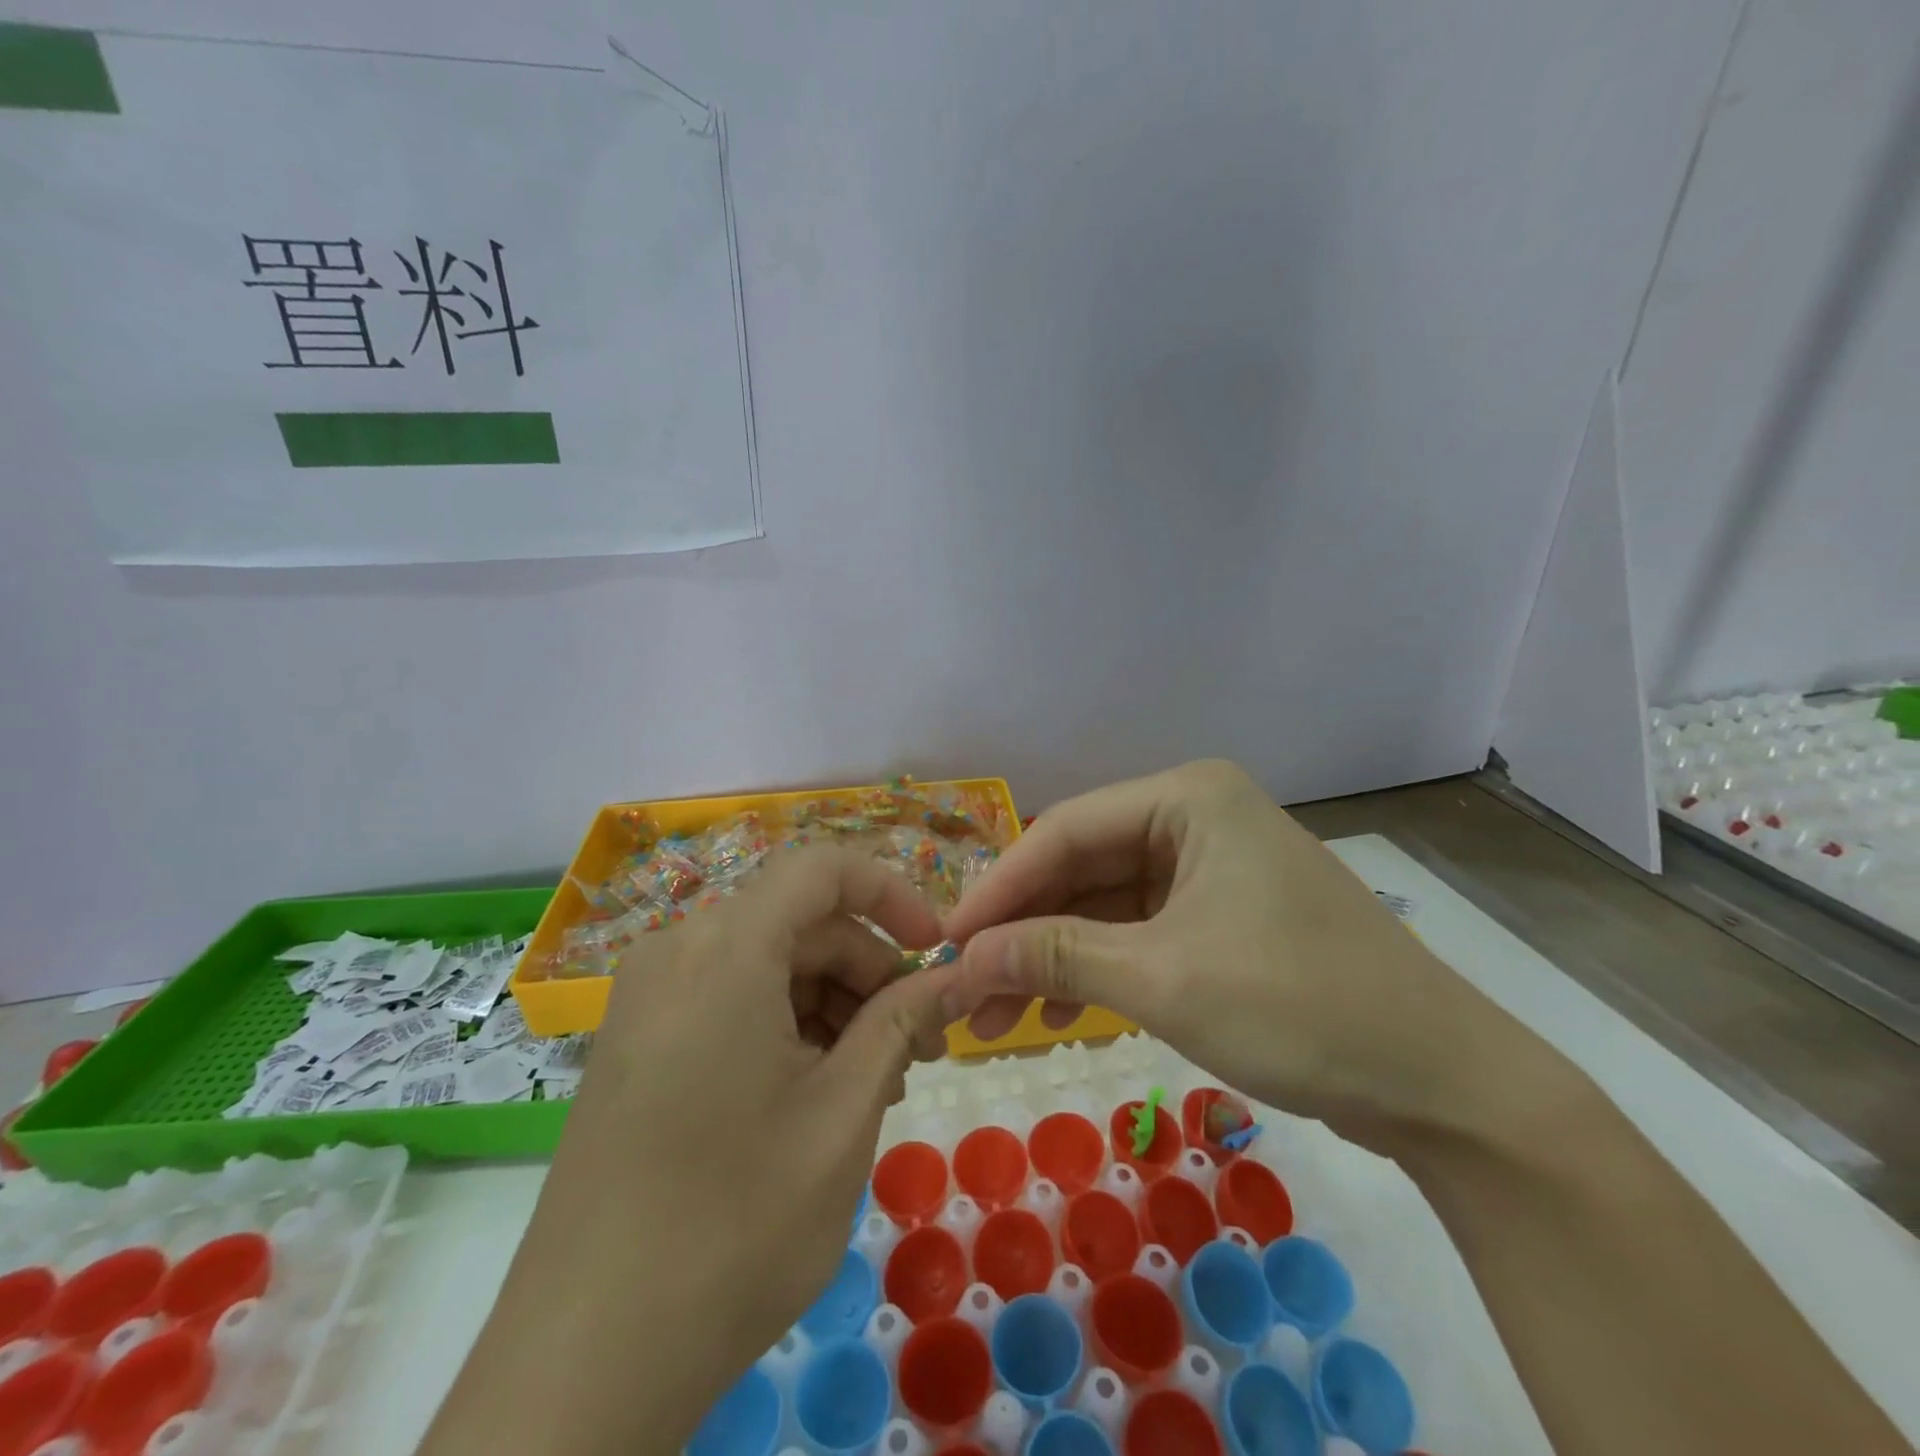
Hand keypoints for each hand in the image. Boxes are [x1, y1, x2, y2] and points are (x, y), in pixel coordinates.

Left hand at [476, 846, 956, 1451]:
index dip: (892, 894)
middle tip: (919, 1042)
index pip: (823, 869)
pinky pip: (731, 999)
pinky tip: (819, 1091)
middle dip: (869, 969)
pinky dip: (787, 1025)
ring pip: (769, 963)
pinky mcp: (637, 1043)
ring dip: (833, 1003)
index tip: (937, 953)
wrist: (586, 1361)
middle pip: (799, 922)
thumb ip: (904, 1023)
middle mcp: (678, 952)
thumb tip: (958, 977)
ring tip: (876, 1079)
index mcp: (725, 948)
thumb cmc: (735, 1223)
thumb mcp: (844, 1112)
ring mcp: (648, 999)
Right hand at [941, 760, 1514, 1142]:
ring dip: (1055, 956)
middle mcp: (1195, 816)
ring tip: (1001, 1018)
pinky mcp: (1222, 914)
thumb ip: (1055, 958)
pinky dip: (1098, 967)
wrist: (1442, 1085)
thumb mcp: (1162, 978)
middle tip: (968, 990)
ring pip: (1105, 902)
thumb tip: (963, 960)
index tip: (946, 943)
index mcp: (1186, 797)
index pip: (1063, 831)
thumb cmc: (1300, 1008)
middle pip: (1081, 865)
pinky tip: (1060, 1012)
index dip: (999, 889)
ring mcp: (1210, 866)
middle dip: (1024, 930)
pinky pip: (1138, 928)